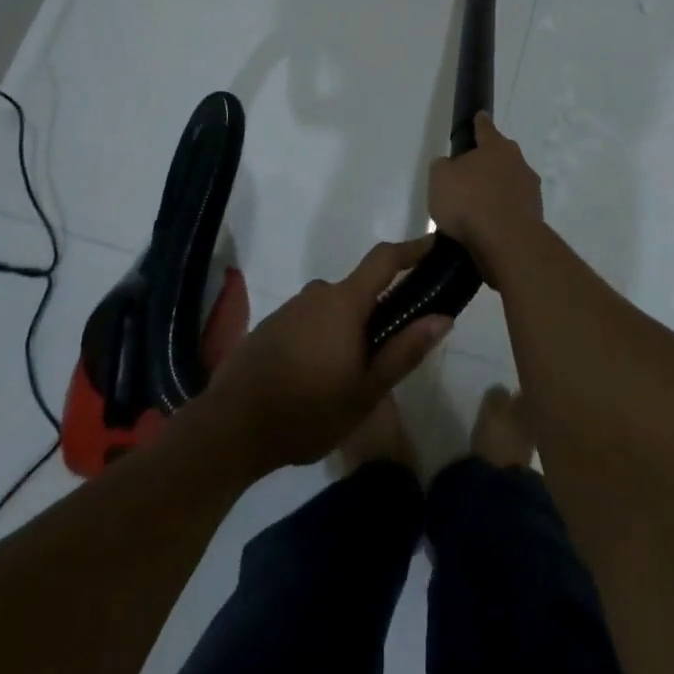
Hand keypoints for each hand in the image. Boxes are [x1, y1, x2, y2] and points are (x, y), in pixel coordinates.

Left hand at [204, 239, 450, 474]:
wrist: (231, 428)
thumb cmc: (307, 410)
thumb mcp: (366, 390)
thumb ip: (405, 350)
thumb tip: (443, 317)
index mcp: (344, 302)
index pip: (384, 259)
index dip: (411, 249)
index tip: (434, 245)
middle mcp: (317, 293)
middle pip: (359, 289)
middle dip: (379, 309)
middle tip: (391, 348)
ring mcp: (291, 308)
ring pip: (333, 308)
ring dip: (349, 328)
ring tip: (352, 373)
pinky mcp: (271, 326)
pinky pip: (310, 321)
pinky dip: (323, 337)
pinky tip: (319, 376)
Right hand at [428, 112, 542, 288]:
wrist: (507, 243)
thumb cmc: (469, 202)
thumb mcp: (440, 179)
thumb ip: (443, 167)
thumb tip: (450, 166)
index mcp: (496, 147)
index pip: (485, 128)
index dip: (479, 123)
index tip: (479, 116)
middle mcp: (518, 163)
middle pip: (500, 157)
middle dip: (487, 163)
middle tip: (468, 176)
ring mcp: (530, 190)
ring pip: (509, 184)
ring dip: (496, 191)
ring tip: (476, 209)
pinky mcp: (535, 216)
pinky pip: (513, 208)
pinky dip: (502, 213)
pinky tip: (487, 227)